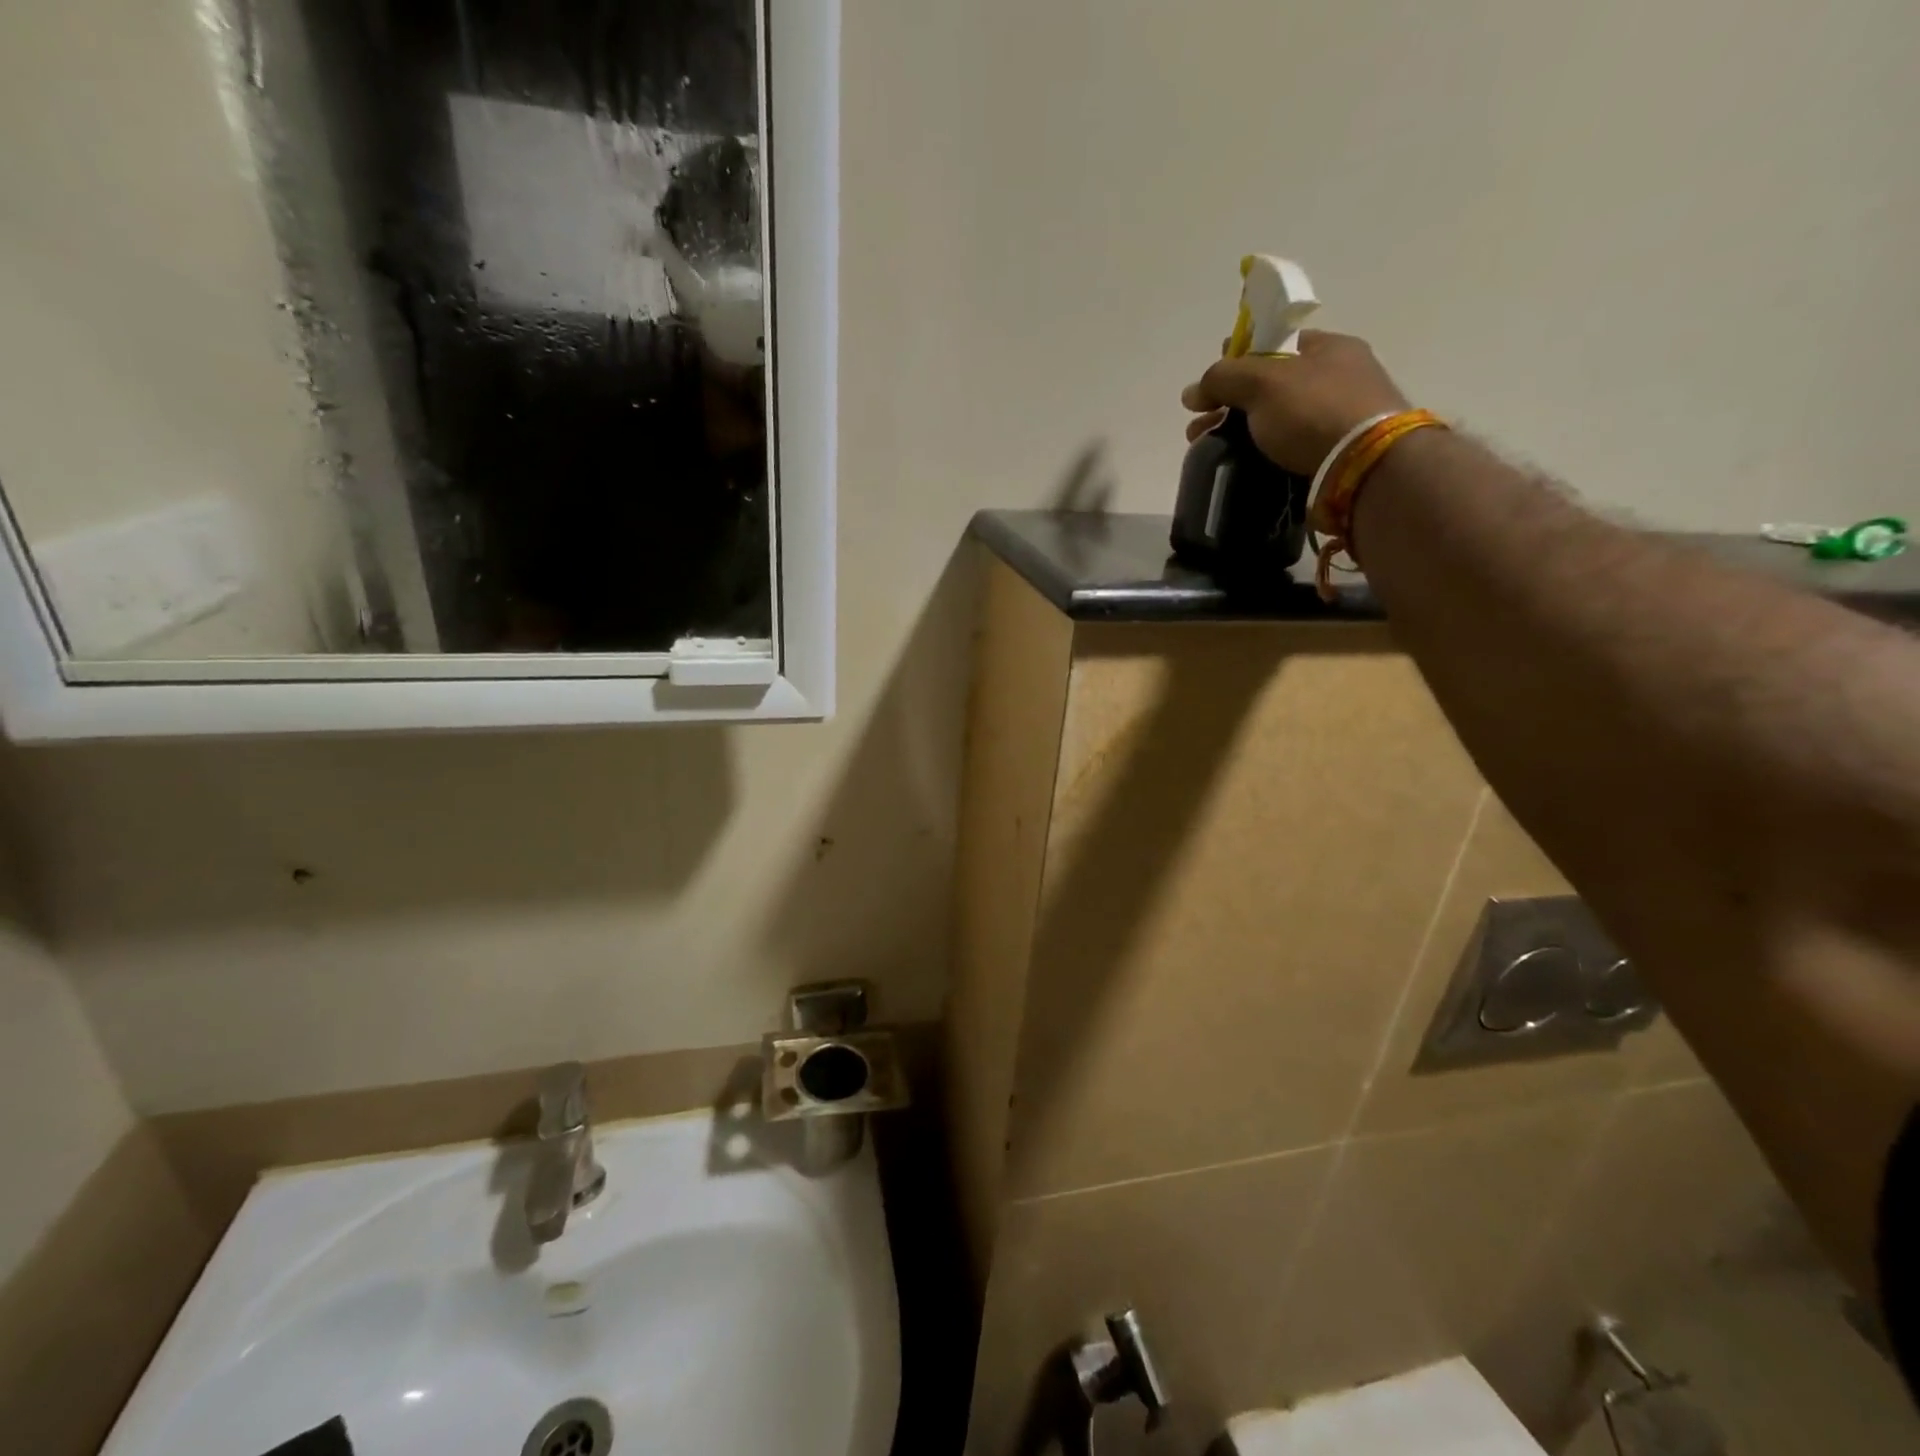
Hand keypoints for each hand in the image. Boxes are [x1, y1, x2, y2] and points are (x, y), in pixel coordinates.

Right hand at [1180, 331, 1411, 476]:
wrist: (1363, 467)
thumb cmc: (1314, 410)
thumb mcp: (1263, 381)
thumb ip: (1224, 378)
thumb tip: (1192, 391)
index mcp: (1328, 348)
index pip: (1274, 344)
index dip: (1237, 360)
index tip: (1208, 386)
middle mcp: (1338, 378)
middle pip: (1270, 387)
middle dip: (1229, 405)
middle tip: (1199, 428)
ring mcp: (1338, 419)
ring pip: (1275, 421)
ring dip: (1239, 434)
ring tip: (1209, 452)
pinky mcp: (1334, 456)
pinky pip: (1287, 449)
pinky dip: (1260, 455)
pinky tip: (1240, 466)